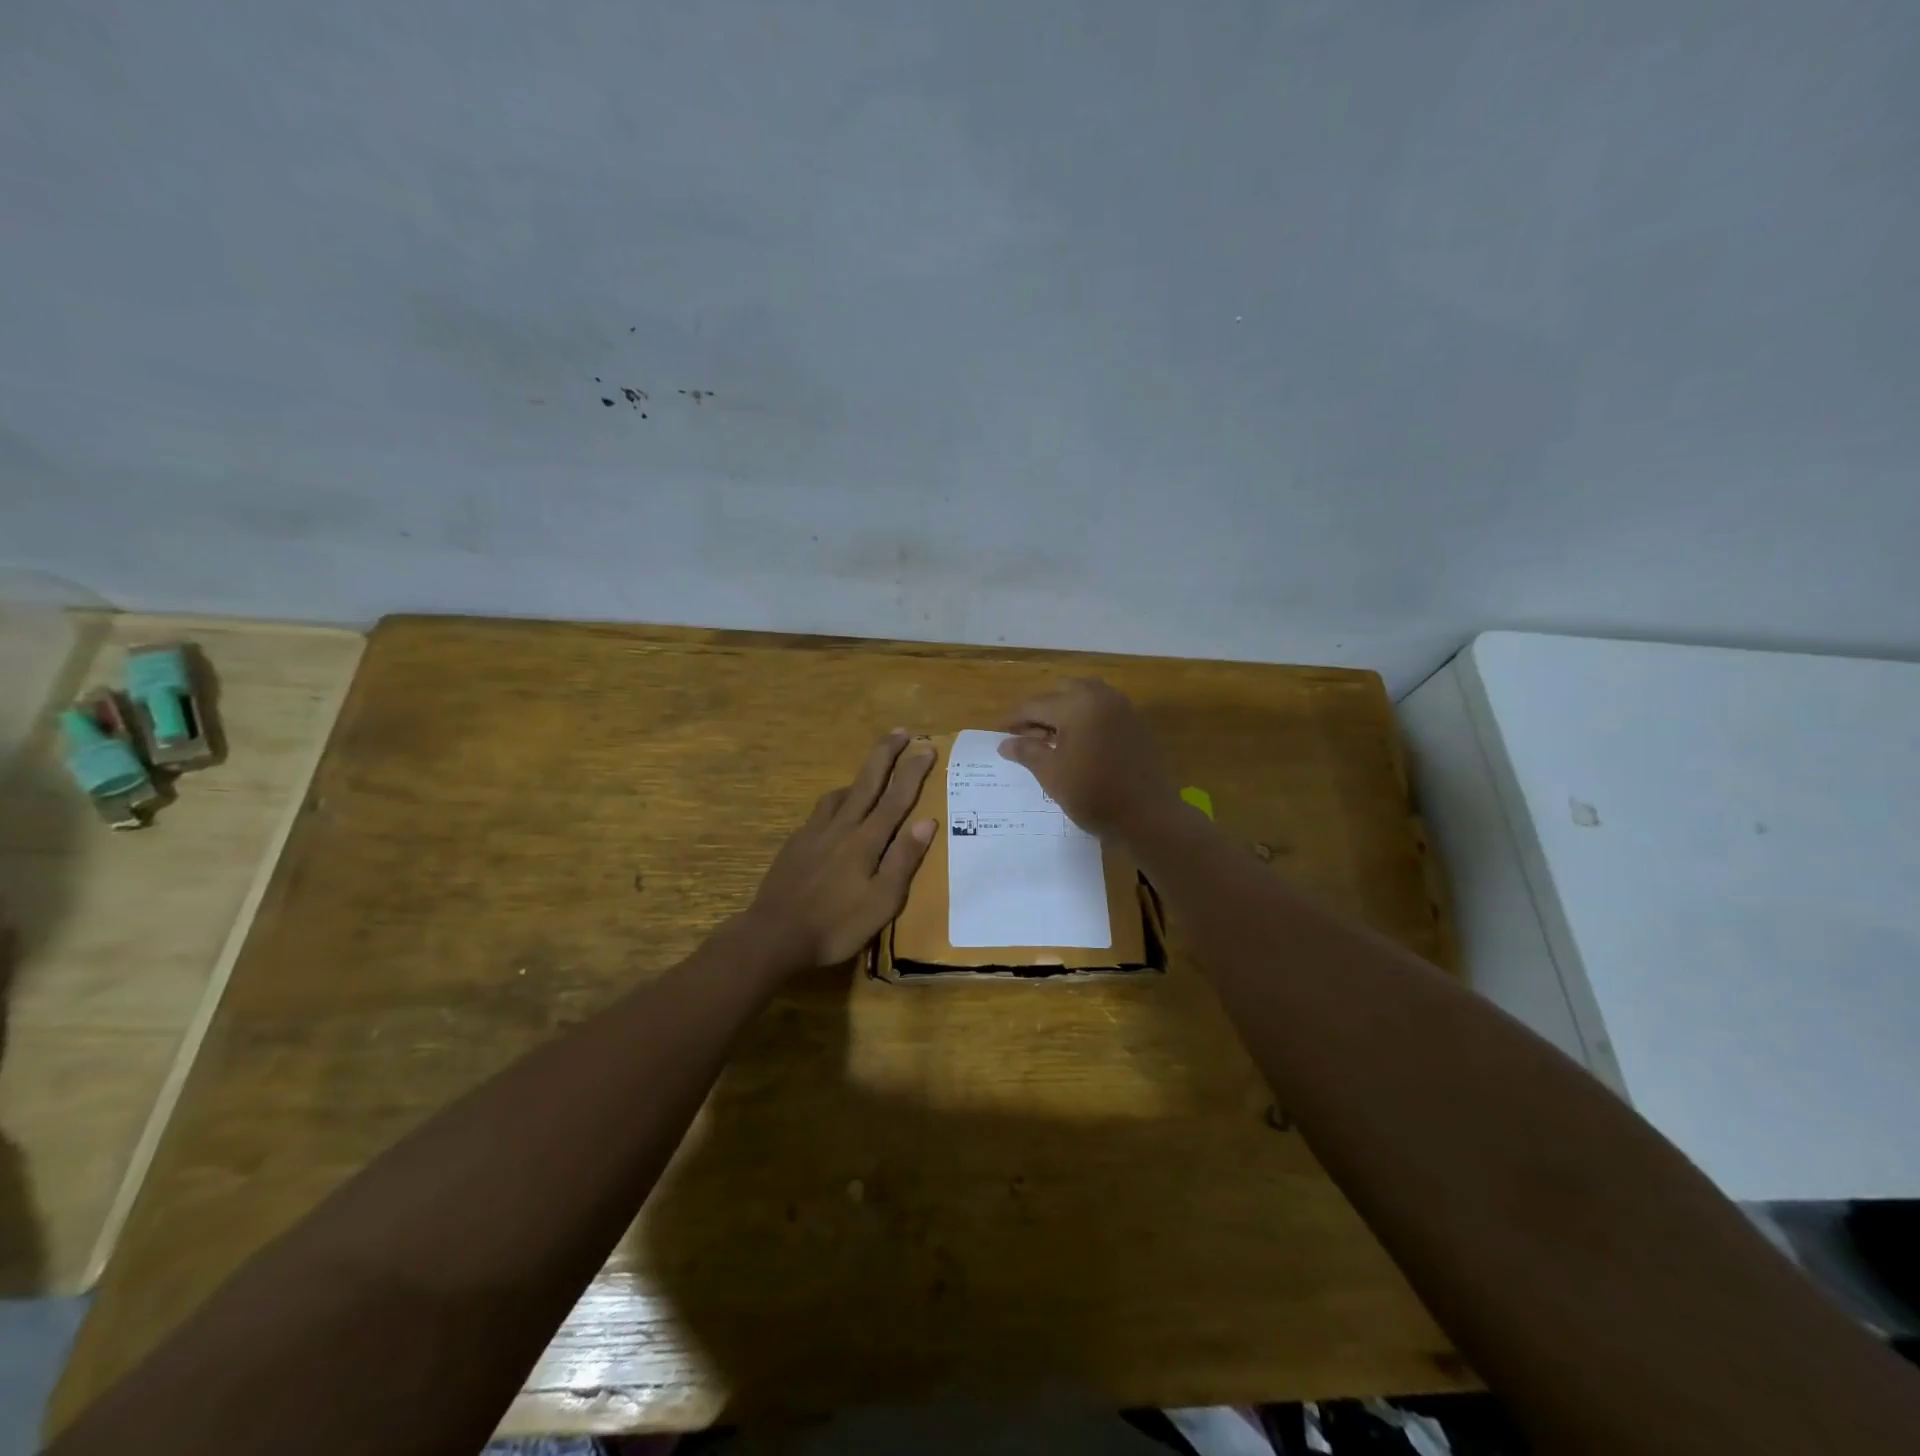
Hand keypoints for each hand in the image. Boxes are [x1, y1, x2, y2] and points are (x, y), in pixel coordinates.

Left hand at [742, 729, 938, 971]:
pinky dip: (836, 802)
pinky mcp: (795, 844)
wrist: (774, 934)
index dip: (913, 771)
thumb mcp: (882, 902)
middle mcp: (841, 827)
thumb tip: (927, 821)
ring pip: (840, 794)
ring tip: (870, 775)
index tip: (927, 746)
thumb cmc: (836, 924)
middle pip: (867, 782)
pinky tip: (835, 815)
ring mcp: (814, 833)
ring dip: (859, 778)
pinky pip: (821, 812)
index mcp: (866, 840)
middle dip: (885, 753)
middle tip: (900, 731)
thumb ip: (903, 859)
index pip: (896, 797)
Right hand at [998, 679, 1178, 838]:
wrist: (1148, 816)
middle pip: (1061, 692)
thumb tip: (1005, 743)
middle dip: (1041, 710)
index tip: (999, 733)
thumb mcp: (1052, 775)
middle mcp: (1100, 697)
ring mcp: (1123, 708)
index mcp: (1076, 705)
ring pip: (1085, 696)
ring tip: (1052, 738)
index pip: (1035, 705)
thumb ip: (1027, 752)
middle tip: (1027, 735)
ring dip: (1065, 710)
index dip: (1014, 719)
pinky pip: (1103, 709)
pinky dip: (1086, 717)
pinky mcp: (1136, 723)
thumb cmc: (1094, 795)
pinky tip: (1079, 743)